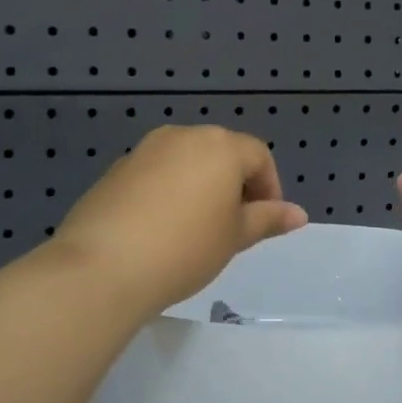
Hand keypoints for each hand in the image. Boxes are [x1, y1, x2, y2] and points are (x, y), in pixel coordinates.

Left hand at [51, 125, 307, 316]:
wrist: (103, 266)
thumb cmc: (185, 249)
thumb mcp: (234, 238)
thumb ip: (267, 219)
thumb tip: (298, 214)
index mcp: (219, 145)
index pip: (258, 155)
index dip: (269, 188)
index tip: (263, 224)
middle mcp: (182, 136)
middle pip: (221, 153)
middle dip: (234, 185)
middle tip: (233, 228)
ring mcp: (144, 150)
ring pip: (186, 162)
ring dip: (200, 187)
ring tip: (196, 230)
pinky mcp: (116, 170)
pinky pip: (155, 175)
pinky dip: (167, 193)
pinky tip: (160, 230)